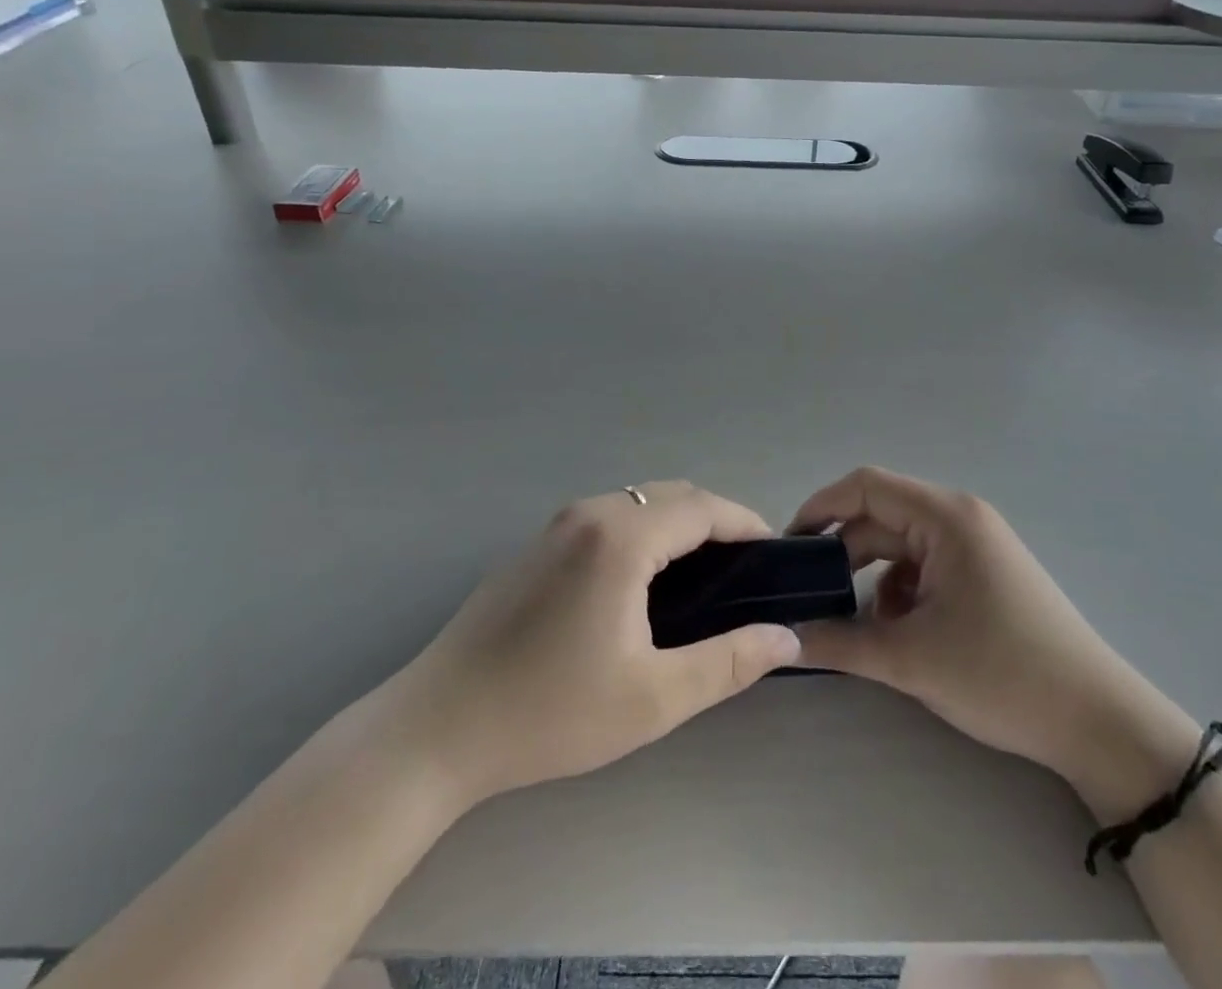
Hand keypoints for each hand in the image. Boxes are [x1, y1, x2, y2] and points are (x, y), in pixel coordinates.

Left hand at [386, 481, 801, 806]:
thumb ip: (728, 662)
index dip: (745, 523)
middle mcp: (590, 512)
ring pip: (638, 502)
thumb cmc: (551, 712)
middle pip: (672, 495)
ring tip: (702, 576)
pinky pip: (608, 517)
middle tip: (743, 571)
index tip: (774, 555)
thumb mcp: (653, 698)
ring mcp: (556, 524)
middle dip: (715, 521)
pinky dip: (643, 531)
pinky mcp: (536, 544)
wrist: (437, 727)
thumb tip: (784, 637)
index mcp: (621, 537)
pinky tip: (643, 581)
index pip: (703, 508)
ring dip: (677, 523)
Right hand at [791, 467, 1196, 810]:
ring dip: (872, 579)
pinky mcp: (983, 574)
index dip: (821, 507)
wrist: (1097, 723)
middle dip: (843, 554)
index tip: (788, 546)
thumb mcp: (911, 659)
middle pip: (881, 518)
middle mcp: (959, 518)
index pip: (866, 486)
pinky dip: (900, 593)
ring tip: (854, 624)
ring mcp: (975, 546)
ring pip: (901, 547)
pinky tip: (897, 634)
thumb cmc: (1002, 674)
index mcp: (945, 517)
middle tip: (809, 595)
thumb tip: (784, 640)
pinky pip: (924, 568)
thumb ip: (840, 643)